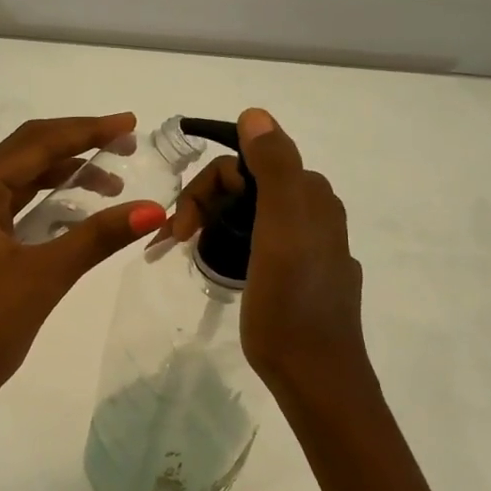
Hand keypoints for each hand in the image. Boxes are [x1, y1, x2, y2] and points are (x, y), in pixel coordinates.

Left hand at [0, 115, 165, 490]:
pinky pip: (16, 211)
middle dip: (77, 146)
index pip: (36, 144)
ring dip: (65, 178)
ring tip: (112, 183)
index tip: (130, 123)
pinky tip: (80, 213)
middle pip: (27, 155)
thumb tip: (154, 209)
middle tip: (127, 143)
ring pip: (22, 184)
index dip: (86, 130)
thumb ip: (97, 237)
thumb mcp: (42, 277)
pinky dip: (49, 207)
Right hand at [168, 109, 369, 399]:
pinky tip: (216, 261)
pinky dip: (228, 241)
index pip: (246, 163)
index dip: (207, 187)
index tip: (181, 226)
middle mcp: (314, 212)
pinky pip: (256, 239)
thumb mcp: (281, 228)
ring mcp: (308, 245)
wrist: (314, 375)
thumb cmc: (291, 304)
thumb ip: (274, 167)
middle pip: (245, 185)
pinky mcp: (298, 273)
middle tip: (175, 240)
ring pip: (248, 212)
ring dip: (211, 222)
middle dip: (204, 204)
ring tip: (186, 249)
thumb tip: (255, 114)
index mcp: (310, 195)